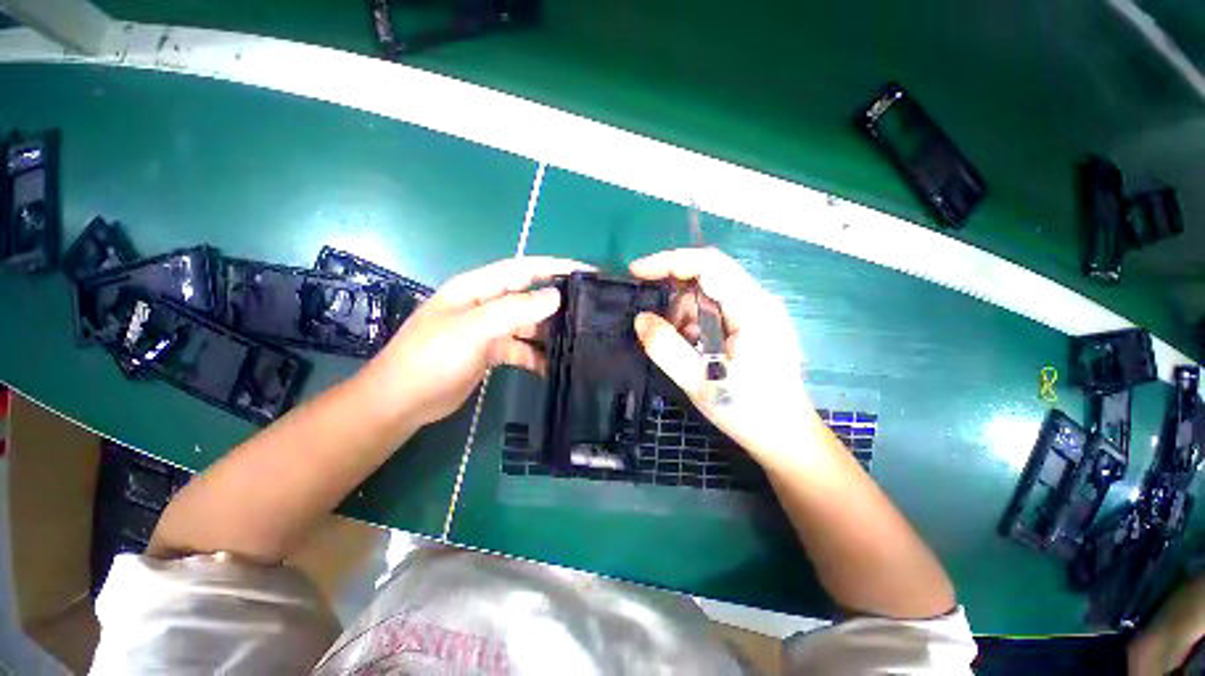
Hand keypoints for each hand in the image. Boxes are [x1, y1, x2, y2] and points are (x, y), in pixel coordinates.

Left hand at [364, 256, 592, 426]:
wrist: (402, 402)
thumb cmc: (432, 357)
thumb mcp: (473, 329)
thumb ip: (515, 310)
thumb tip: (555, 296)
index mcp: (478, 288)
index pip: (523, 269)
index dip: (554, 266)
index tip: (586, 271)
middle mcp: (486, 305)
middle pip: (529, 297)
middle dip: (557, 303)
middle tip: (589, 312)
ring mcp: (490, 329)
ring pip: (528, 325)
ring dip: (549, 334)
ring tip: (577, 342)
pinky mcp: (492, 352)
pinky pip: (521, 349)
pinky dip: (536, 357)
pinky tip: (551, 367)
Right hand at [630, 248, 814, 462]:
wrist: (786, 437)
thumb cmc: (747, 411)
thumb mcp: (699, 382)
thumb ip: (665, 348)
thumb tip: (641, 319)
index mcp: (753, 309)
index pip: (709, 264)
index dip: (669, 261)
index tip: (637, 272)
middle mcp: (759, 301)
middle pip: (709, 277)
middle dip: (677, 299)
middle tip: (662, 330)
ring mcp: (759, 311)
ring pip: (710, 294)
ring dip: (687, 315)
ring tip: (685, 350)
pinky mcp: (755, 323)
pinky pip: (717, 309)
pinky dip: (698, 324)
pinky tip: (697, 350)